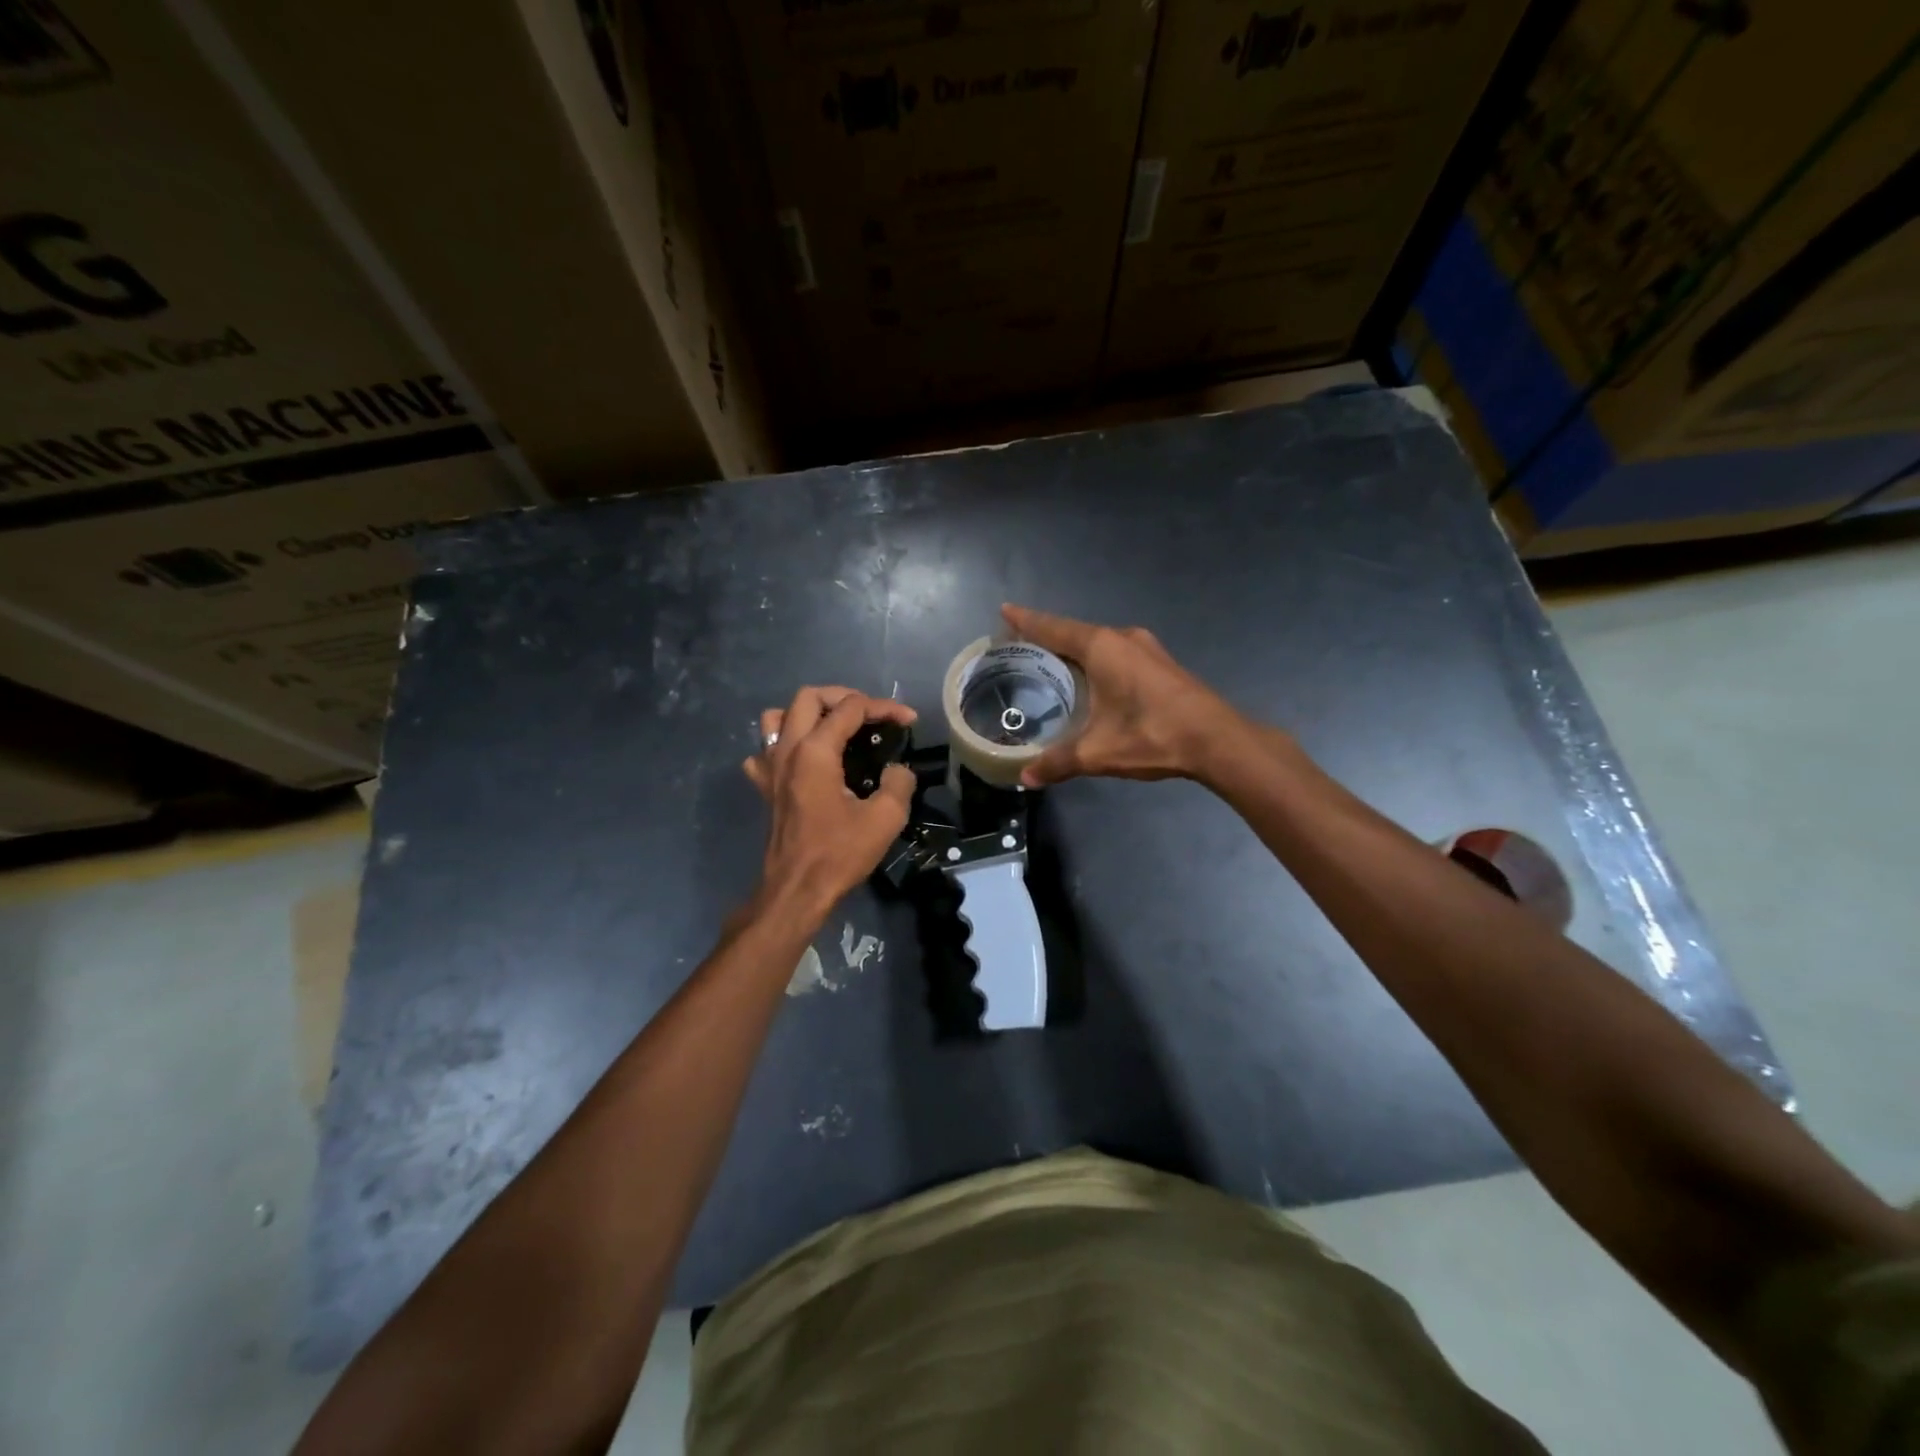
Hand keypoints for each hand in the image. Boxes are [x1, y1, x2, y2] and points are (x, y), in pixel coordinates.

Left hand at [742, 686, 916, 916]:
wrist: (797, 890)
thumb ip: (899, 783)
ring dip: (807, 714)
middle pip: (808, 697)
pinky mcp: (764, 787)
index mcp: (816, 751)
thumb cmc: (839, 853)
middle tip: (870, 715)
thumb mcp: (885, 818)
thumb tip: (898, 770)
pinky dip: (783, 745)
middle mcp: (787, 750)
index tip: (908, 720)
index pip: (851, 708)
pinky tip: (802, 759)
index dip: (884, 708)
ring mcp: (770, 767)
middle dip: (844, 696)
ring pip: (777, 717)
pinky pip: (764, 751)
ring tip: (833, 727)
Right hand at [1000, 604, 1257, 786]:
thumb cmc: (1152, 735)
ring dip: (1073, 650)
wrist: (1218, 740)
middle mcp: (1122, 638)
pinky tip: (1090, 679)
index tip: (1004, 610)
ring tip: (1049, 663)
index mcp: (1102, 647)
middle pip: (1074, 632)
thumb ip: (1058, 762)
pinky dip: (1095, 659)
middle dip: (1046, 637)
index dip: (1026, 621)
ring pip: (1098, 643)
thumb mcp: (1098, 752)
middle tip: (1020, 646)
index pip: (1052, 628)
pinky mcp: (1160, 664)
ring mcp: (1146, 649)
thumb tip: (1025, 778)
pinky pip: (1116, 653)